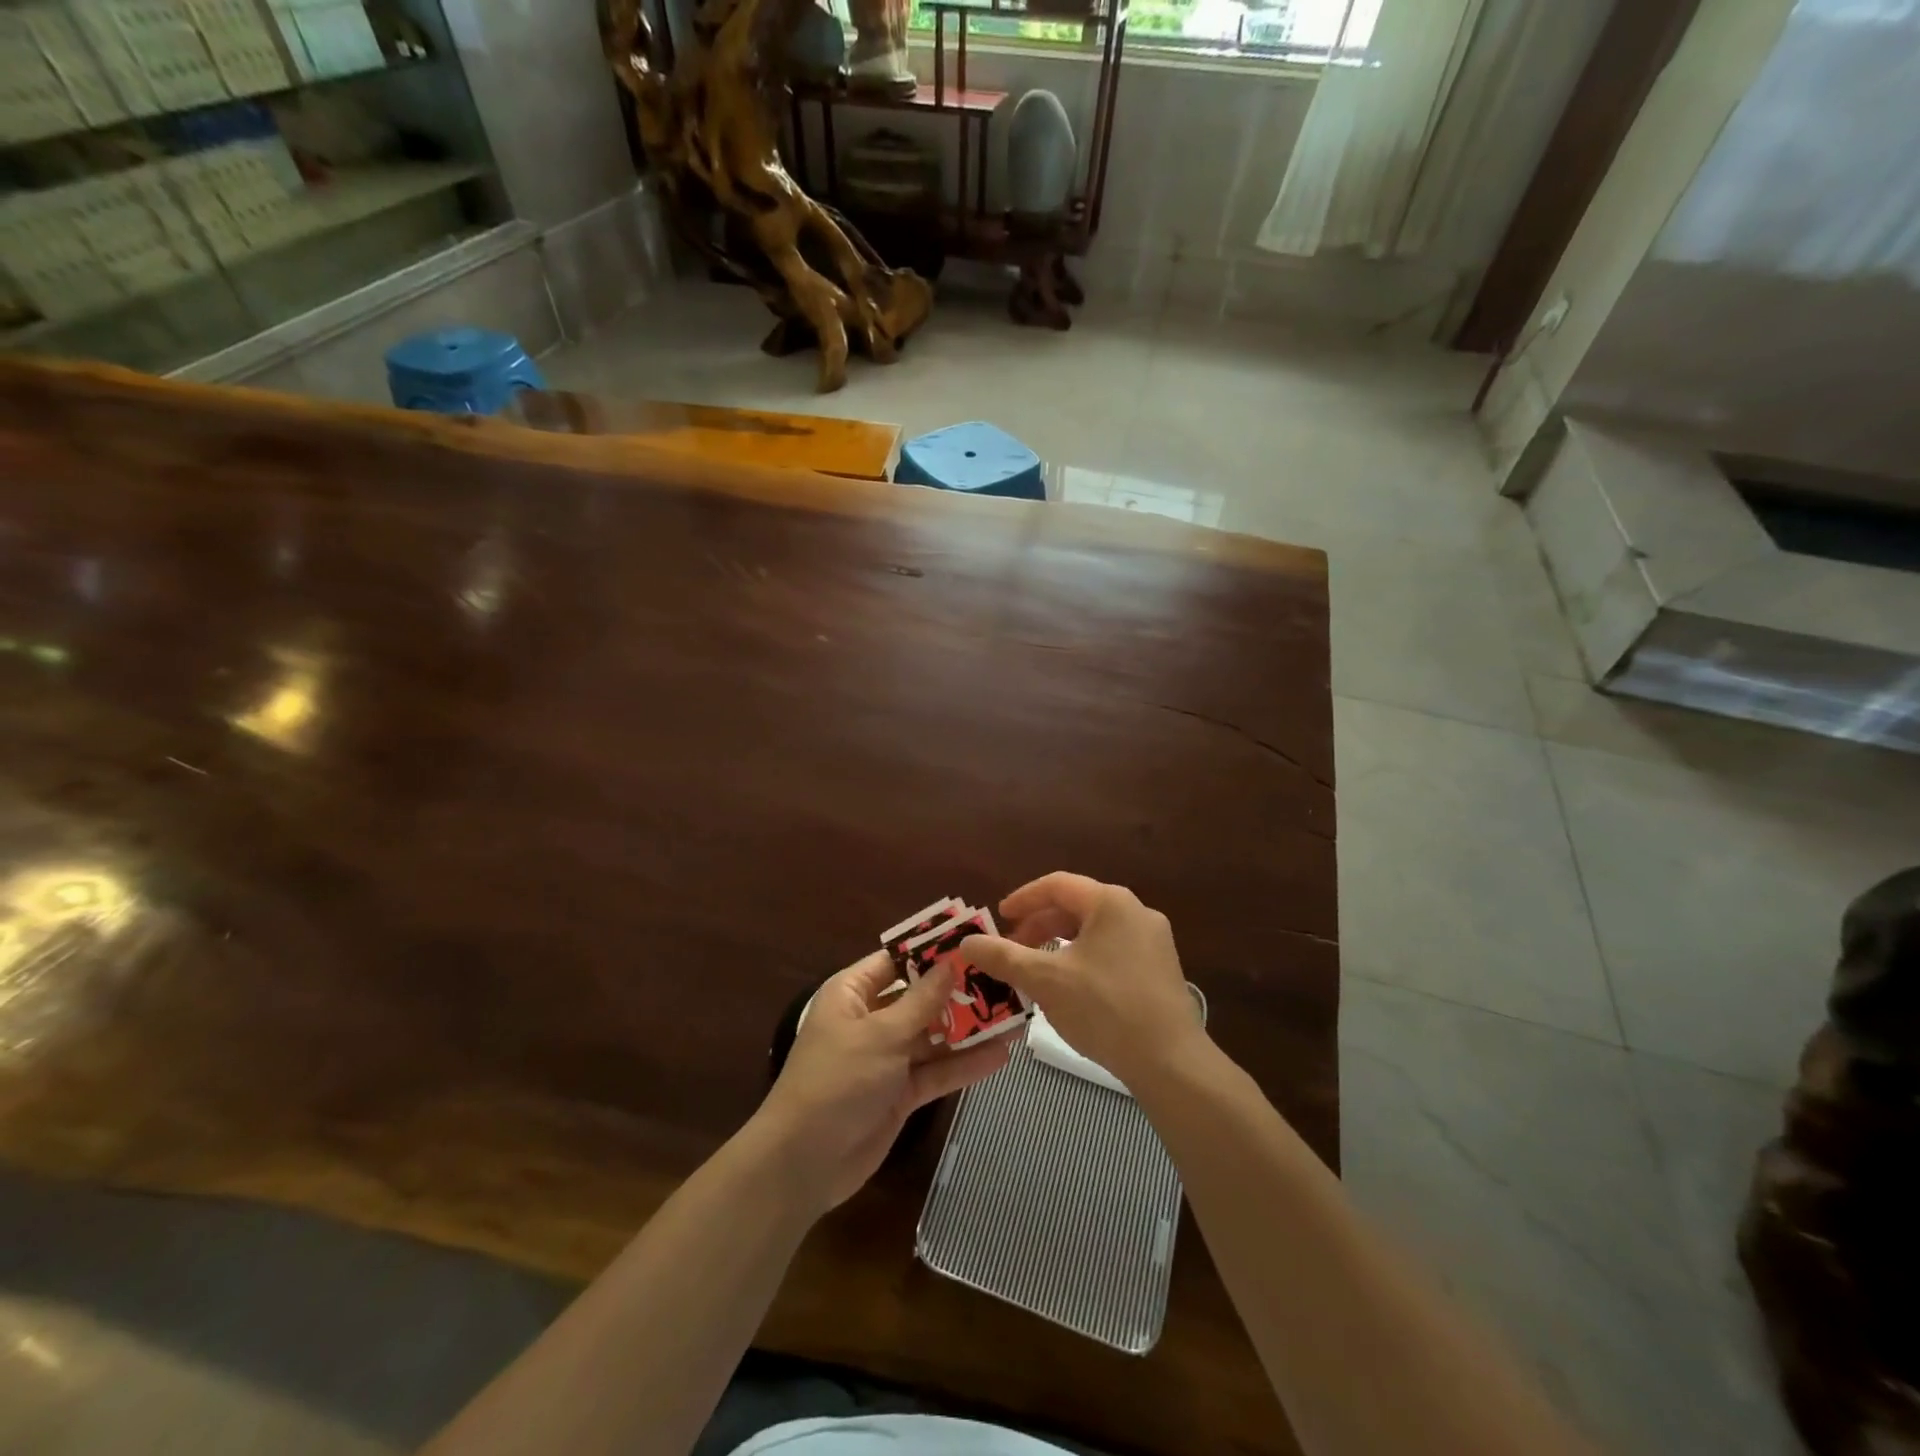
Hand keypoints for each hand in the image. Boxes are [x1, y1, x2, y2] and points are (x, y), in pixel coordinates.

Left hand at [754, 950, 1012, 1212]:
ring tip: (1015, 1016)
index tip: (973, 940)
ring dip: (969, 1029)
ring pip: (934, 1035)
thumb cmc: (838, 1080)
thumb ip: (921, 1001)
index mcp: (854, 993)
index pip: (897, 961)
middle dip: (959, 991)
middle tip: (1005, 980)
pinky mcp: (901, 1092)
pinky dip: (964, 1065)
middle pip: (921, 997)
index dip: (932, 951)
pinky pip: (937, 1071)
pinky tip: (1001, 1055)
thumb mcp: (882, 1034)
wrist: (805, 1161)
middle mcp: (871, 1019)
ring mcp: (887, 1058)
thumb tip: (950, 963)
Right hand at [960, 872, 1206, 1088]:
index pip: (1057, 885)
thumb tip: (966, 942)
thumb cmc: (1104, 1008)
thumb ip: (1003, 956)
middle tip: (1012, 948)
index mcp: (1110, 902)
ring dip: (1060, 944)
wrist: (1171, 1061)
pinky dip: (1083, 958)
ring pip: (1094, 931)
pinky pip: (1112, 950)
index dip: (1023, 899)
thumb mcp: (1046, 980)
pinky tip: (1071, 988)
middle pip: (1076, 907)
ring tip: (1036, 969)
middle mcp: (1136, 911)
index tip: (999, 917)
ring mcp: (1154, 940)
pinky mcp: (1161, 968)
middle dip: (1039, 925)